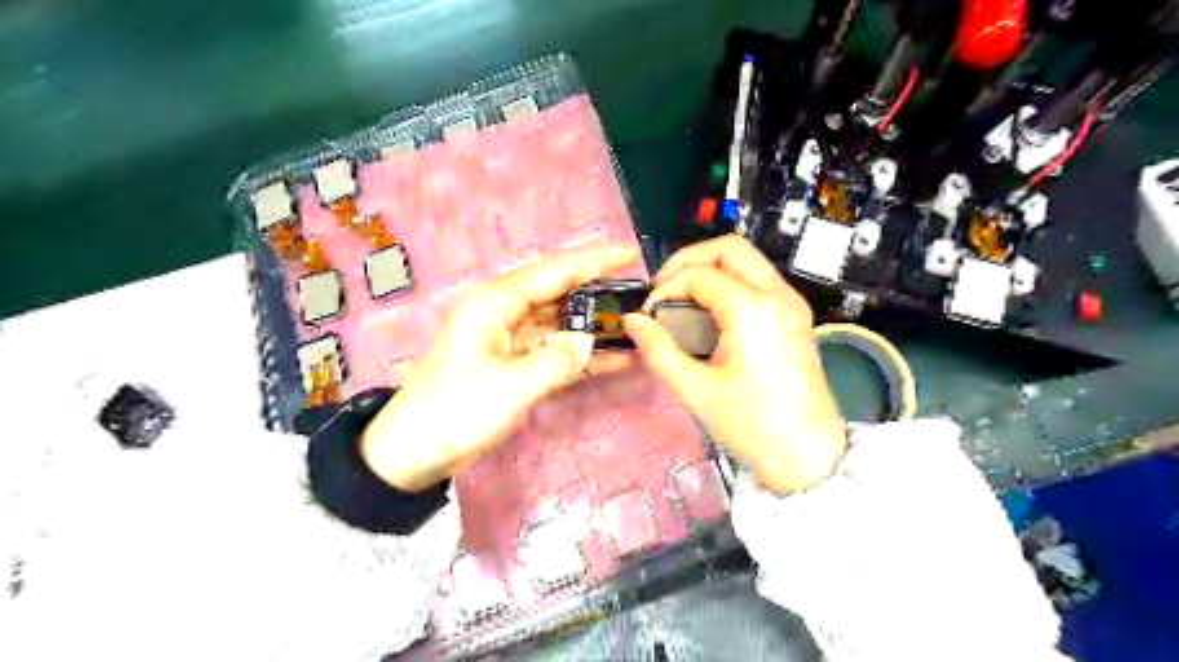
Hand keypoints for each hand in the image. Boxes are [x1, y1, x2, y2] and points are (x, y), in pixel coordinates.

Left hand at [360, 242, 639, 491]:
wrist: (416, 451)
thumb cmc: (456, 411)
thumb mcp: (509, 387)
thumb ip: (556, 361)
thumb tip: (588, 343)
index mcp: (495, 304)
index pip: (553, 272)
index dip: (594, 261)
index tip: (630, 253)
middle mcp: (504, 313)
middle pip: (559, 293)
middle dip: (598, 291)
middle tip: (640, 292)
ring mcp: (510, 339)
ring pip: (560, 322)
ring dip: (593, 325)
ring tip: (634, 323)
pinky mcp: (515, 364)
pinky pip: (554, 351)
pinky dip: (581, 355)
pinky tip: (615, 358)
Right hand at [620, 235, 842, 493]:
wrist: (808, 455)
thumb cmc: (752, 425)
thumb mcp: (696, 390)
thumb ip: (658, 350)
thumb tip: (632, 320)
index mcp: (753, 310)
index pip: (699, 275)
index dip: (666, 289)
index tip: (649, 317)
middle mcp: (777, 295)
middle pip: (729, 248)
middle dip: (689, 261)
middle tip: (665, 291)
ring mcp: (791, 303)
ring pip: (746, 261)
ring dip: (709, 272)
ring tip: (682, 304)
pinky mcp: (794, 316)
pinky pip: (757, 281)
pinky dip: (728, 286)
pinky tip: (709, 317)